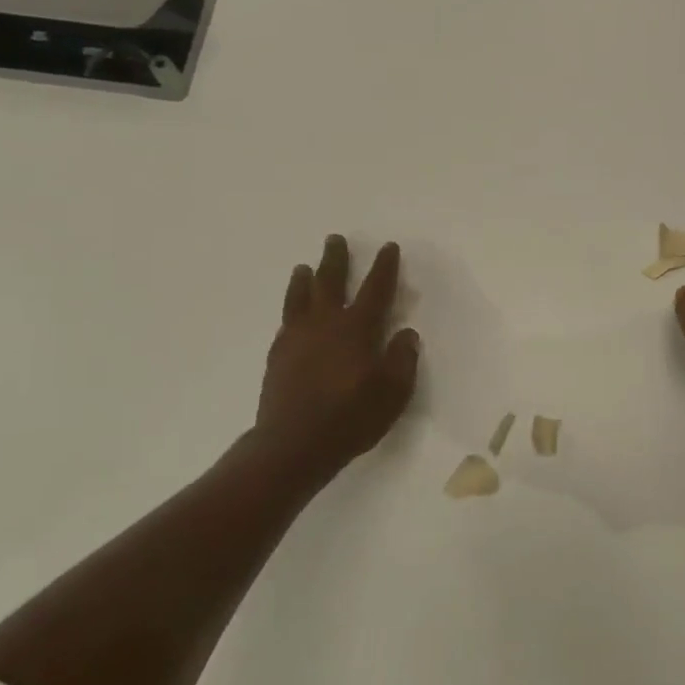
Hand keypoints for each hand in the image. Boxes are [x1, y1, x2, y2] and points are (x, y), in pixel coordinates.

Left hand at [252, 235, 419, 477]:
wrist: (293, 444)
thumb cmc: (351, 418)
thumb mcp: (394, 392)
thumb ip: (402, 359)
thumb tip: (406, 334)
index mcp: (357, 328)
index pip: (376, 288)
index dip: (384, 267)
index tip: (388, 247)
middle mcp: (326, 323)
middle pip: (330, 281)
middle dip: (336, 259)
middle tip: (335, 239)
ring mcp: (297, 338)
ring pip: (300, 297)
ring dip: (305, 278)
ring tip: (304, 267)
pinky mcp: (278, 356)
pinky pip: (286, 321)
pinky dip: (291, 309)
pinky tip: (292, 312)